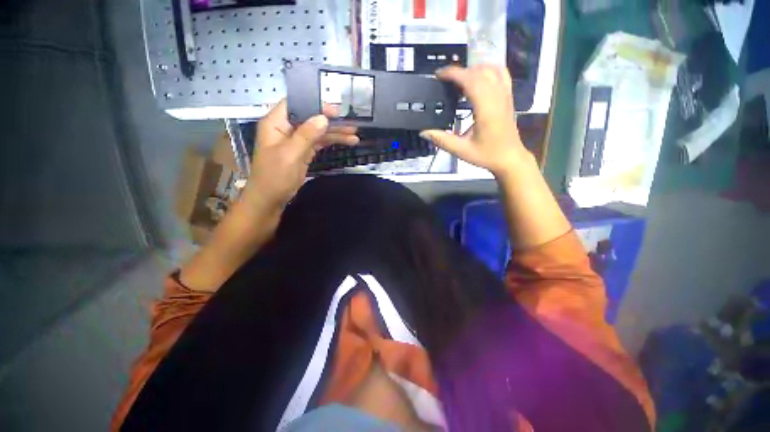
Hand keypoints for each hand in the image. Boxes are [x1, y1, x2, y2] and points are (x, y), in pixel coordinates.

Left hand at [242, 100, 358, 210]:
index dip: (315, 104)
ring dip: (335, 133)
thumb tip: (323, 118)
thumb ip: (306, 135)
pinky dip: (331, 142)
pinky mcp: (304, 152)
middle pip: (311, 119)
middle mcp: (287, 128)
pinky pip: (319, 143)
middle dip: (331, 122)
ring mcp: (296, 141)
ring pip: (318, 132)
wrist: (270, 199)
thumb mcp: (290, 154)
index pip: (296, 104)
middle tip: (352, 125)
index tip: (335, 111)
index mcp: (276, 123)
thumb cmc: (274, 176)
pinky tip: (345, 142)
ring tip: (354, 136)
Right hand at [420, 65, 531, 177]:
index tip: (439, 75)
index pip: (470, 80)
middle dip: (460, 71)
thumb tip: (424, 132)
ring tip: (459, 80)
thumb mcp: (461, 150)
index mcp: (486, 109)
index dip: (453, 74)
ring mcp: (505, 95)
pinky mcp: (508, 96)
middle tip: (444, 81)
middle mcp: (497, 97)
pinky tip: (478, 78)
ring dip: (473, 69)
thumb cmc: (487, 155)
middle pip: (479, 72)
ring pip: (491, 69)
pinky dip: (487, 70)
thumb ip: (442, 140)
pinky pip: (500, 73)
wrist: (509, 158)